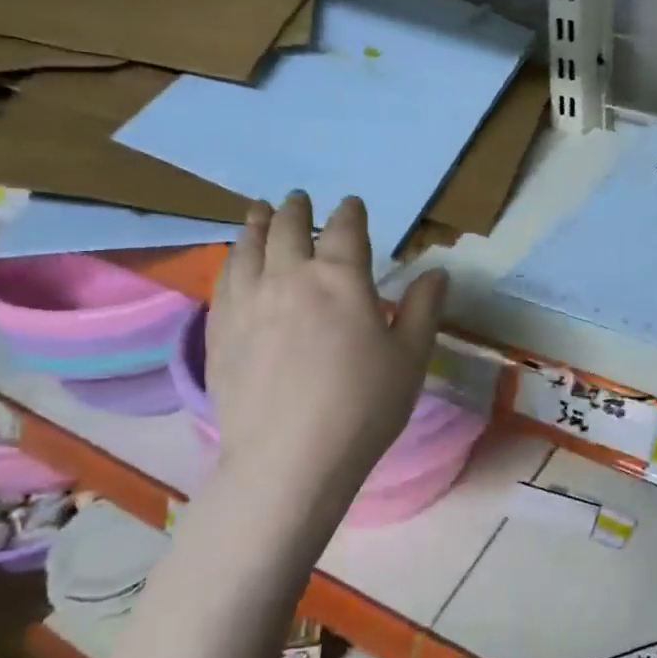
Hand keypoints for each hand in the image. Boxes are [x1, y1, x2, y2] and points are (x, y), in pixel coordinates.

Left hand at [206, 192, 446, 533]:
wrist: (289, 459)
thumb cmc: (363, 406)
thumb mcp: (410, 358)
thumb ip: (424, 309)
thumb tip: (437, 271)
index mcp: (341, 278)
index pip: (347, 229)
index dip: (350, 212)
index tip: (352, 204)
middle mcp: (290, 276)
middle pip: (290, 228)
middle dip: (297, 209)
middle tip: (298, 198)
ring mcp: (248, 301)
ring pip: (248, 247)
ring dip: (257, 224)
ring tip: (259, 211)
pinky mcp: (219, 329)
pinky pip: (224, 280)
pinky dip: (232, 260)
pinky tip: (234, 262)